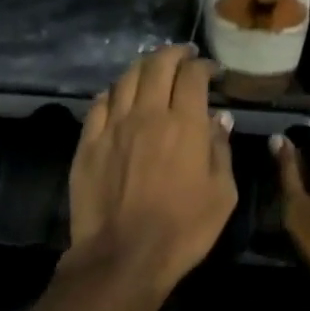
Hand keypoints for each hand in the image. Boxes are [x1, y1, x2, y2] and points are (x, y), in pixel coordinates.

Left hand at [64, 46, 237, 299]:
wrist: (123, 255)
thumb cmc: (183, 230)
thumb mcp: (222, 195)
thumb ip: (220, 151)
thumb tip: (219, 120)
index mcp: (183, 124)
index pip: (192, 76)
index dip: (203, 66)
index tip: (211, 71)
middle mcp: (146, 114)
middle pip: (156, 66)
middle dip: (172, 54)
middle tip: (183, 56)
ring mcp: (112, 127)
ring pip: (124, 79)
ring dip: (141, 68)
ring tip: (151, 69)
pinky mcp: (87, 143)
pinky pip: (98, 104)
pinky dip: (112, 93)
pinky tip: (117, 96)